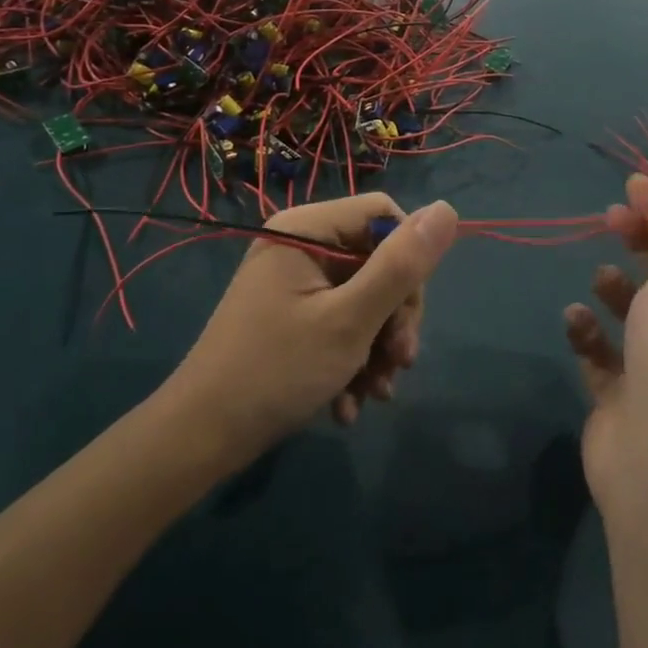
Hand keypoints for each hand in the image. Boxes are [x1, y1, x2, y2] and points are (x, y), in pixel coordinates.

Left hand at [167, 194, 458, 460]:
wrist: (199, 440)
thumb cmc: (276, 372)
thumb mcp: (350, 321)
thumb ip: (401, 266)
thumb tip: (448, 208)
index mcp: (307, 227)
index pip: (384, 216)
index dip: (408, 262)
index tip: (408, 318)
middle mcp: (300, 243)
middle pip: (375, 260)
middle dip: (393, 318)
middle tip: (398, 366)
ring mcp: (293, 280)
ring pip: (362, 297)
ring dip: (376, 347)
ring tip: (375, 395)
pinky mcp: (289, 313)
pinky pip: (337, 319)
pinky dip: (350, 358)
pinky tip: (349, 403)